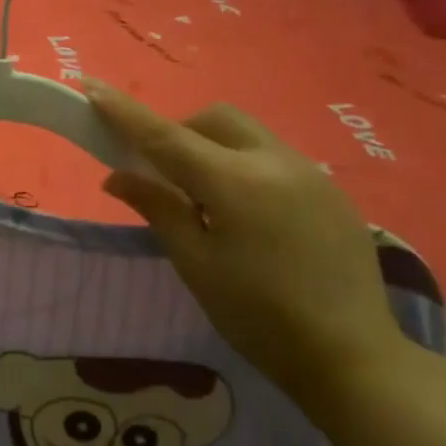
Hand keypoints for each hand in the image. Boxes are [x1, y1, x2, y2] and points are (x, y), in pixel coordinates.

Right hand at [87, 83, 403, 410]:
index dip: (125, 112)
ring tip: (207, 200)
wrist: (354, 358)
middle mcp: (275, 162)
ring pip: (247, 134)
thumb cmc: (258, 317)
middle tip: (163, 176)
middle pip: (214, 120)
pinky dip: (245, 166)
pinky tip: (249, 216)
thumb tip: (117, 176)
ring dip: (214, 148)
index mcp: (235, 182)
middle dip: (180, 132)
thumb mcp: (196, 264)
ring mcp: (310, 173)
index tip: (91, 86)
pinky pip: (274, 157)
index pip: (166, 136)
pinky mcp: (332, 191)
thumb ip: (158, 209)